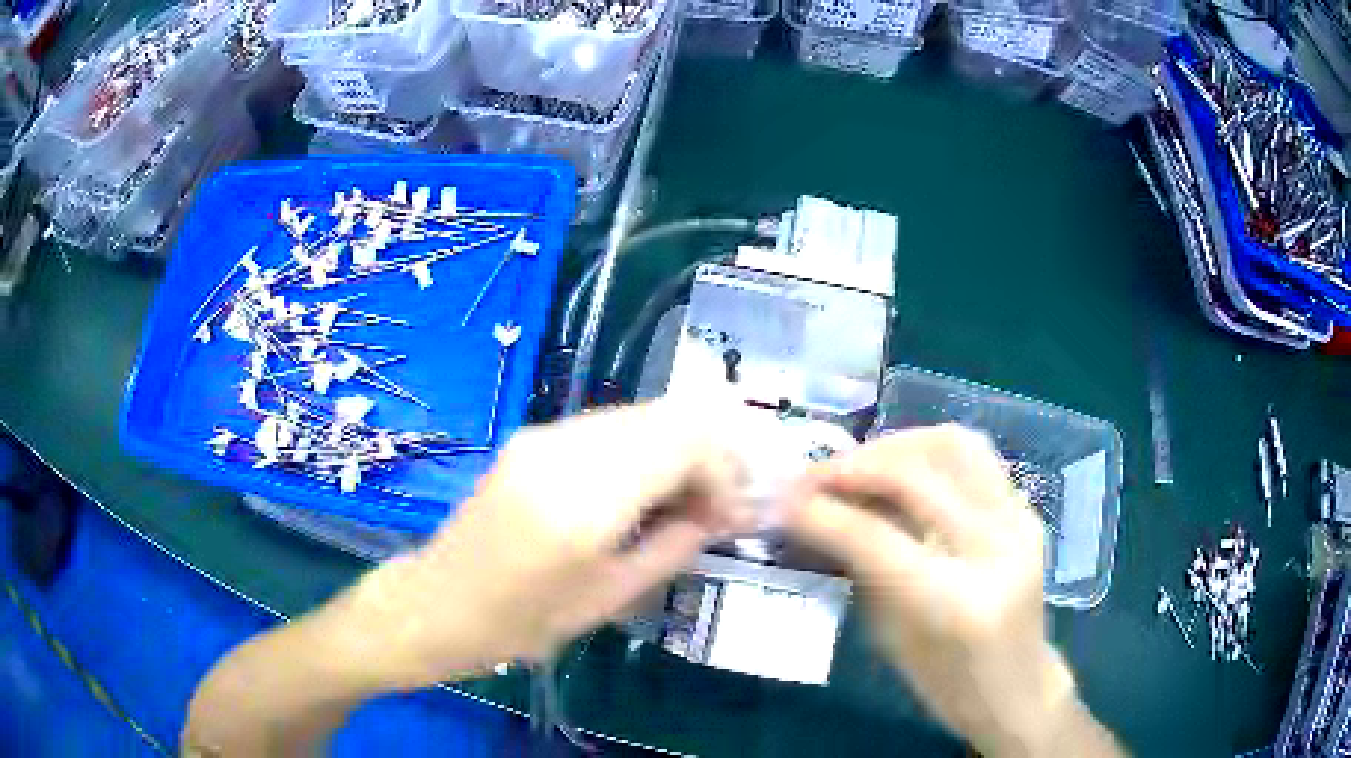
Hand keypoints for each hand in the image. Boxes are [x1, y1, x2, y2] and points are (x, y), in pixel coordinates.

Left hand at [320, 399, 750, 691]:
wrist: (439, 603)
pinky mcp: (532, 437)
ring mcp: (543, 436)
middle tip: (710, 506)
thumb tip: (719, 512)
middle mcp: (564, 449)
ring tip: (677, 502)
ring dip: (672, 450)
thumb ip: (674, 545)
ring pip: (638, 415)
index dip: (722, 470)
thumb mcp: (611, 598)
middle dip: (705, 454)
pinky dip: (639, 450)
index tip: (727, 514)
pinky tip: (636, 491)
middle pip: (666, 416)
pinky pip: (607, 427)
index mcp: (585, 500)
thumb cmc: (522, 621)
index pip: (684, 441)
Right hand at [785, 426, 1103, 756]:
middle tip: (811, 476)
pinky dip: (927, 451)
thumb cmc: (947, 684)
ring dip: (895, 446)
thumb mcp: (891, 640)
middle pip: (918, 476)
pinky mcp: (1027, 510)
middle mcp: (997, 550)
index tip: (781, 500)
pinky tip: (900, 470)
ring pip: (954, 446)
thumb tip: (817, 517)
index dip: (822, 513)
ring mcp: (1021, 522)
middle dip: (853, 467)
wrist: (1018, 687)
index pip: (877, 539)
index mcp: (957, 603)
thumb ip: (861, 571)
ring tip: (857, 465)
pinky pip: (974, 457)